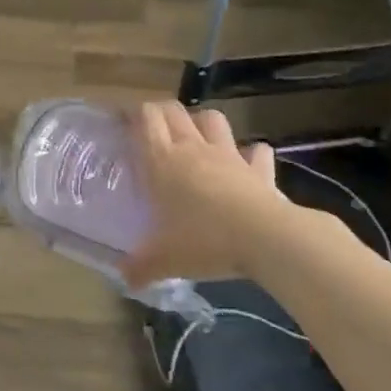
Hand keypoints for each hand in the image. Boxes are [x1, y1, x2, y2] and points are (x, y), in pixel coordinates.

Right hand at [123, 102, 295, 286]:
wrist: (266, 238)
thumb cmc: (205, 241)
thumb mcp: (165, 260)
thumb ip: (141, 267)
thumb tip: (124, 278)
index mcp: (163, 161)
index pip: (146, 118)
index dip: (134, 114)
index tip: (124, 124)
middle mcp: (194, 149)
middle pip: (174, 111)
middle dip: (161, 113)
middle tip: (153, 131)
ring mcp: (229, 155)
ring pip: (212, 119)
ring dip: (202, 122)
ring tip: (196, 138)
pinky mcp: (259, 169)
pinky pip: (256, 151)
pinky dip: (251, 153)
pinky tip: (247, 163)